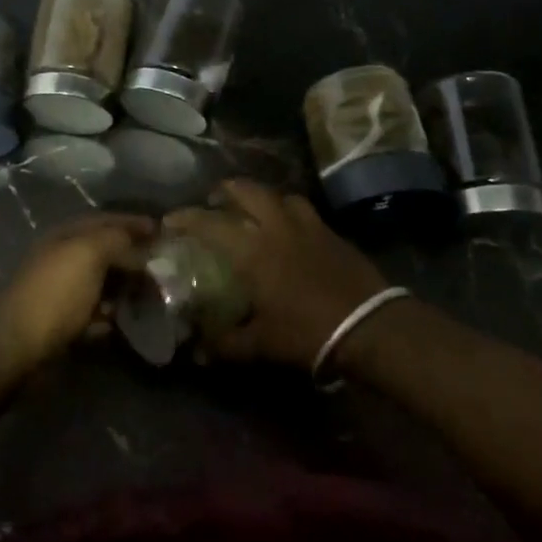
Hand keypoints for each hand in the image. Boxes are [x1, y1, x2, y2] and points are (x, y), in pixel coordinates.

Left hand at [0, 214, 153, 366]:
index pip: (106, 220)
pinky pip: (94, 313)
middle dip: (134, 256)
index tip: (163, 231)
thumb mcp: (89, 253)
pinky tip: (128, 321)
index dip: (134, 223)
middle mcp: (63, 257)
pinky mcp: (62, 322)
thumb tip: (139, 246)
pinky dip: (112, 315)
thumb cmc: (56, 291)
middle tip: (164, 267)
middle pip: (105, 251)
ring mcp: (61, 291)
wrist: (17, 343)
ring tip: (152, 296)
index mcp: (67, 234)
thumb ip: (117, 240)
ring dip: (125, 287)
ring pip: (101, 282)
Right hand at [164, 180, 390, 368]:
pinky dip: (290, 212)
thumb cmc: (307, 331)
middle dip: (227, 190)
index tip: (171, 219)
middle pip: (248, 191)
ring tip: (256, 210)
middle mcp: (278, 227)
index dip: (187, 218)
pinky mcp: (333, 233)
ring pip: (281, 196)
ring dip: (263, 197)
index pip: (211, 223)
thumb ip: (227, 344)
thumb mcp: (262, 344)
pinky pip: (305, 211)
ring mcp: (309, 226)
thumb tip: (198, 351)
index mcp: (254, 249)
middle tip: (215, 200)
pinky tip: (290, 231)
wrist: (370, 326)